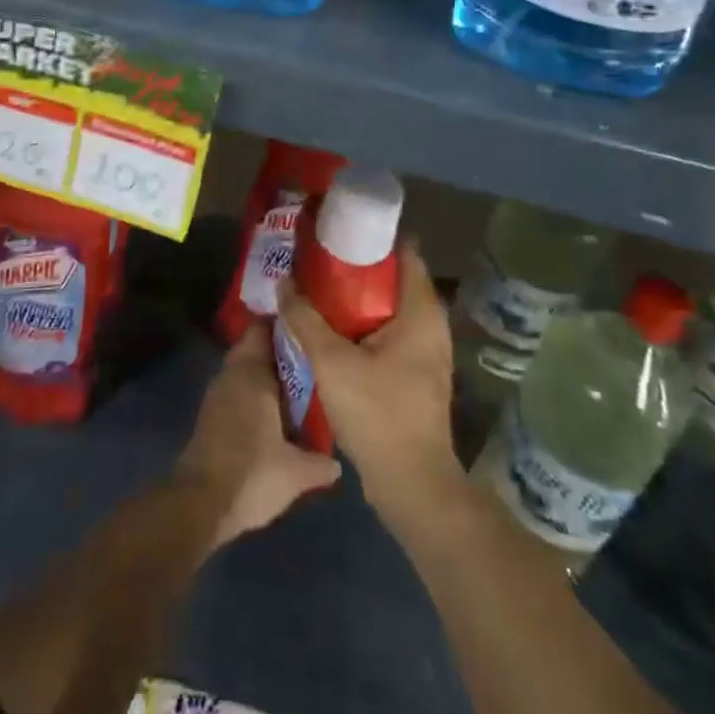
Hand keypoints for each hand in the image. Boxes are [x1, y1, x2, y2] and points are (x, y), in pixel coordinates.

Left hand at [175, 325, 340, 549]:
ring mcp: (217, 394)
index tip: (309, 330)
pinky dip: (254, 392)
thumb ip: (320, 462)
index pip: (264, 329)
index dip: (286, 326)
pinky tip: (275, 413)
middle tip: (310, 360)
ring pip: (245, 369)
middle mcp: (232, 374)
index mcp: (252, 372)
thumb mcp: (296, 473)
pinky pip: (237, 389)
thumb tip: (337, 463)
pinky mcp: (210, 415)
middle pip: (255, 347)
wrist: (199, 504)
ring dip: (266, 374)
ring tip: (299, 386)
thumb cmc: (251, 474)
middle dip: (279, 351)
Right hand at [276, 241, 463, 530]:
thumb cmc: (378, 414)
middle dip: (357, 265)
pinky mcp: (415, 372)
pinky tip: (331, 327)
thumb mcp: (332, 363)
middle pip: (394, 278)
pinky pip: (389, 331)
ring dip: (357, 296)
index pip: (405, 252)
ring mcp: (426, 350)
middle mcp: (431, 324)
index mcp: (421, 312)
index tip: (338, 228)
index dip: (373, 236)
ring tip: (318, 287)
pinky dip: (363, 322)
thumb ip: (305, 320)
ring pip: (390, 307)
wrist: (412, 485)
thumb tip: (284, 283)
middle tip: (318, 256)